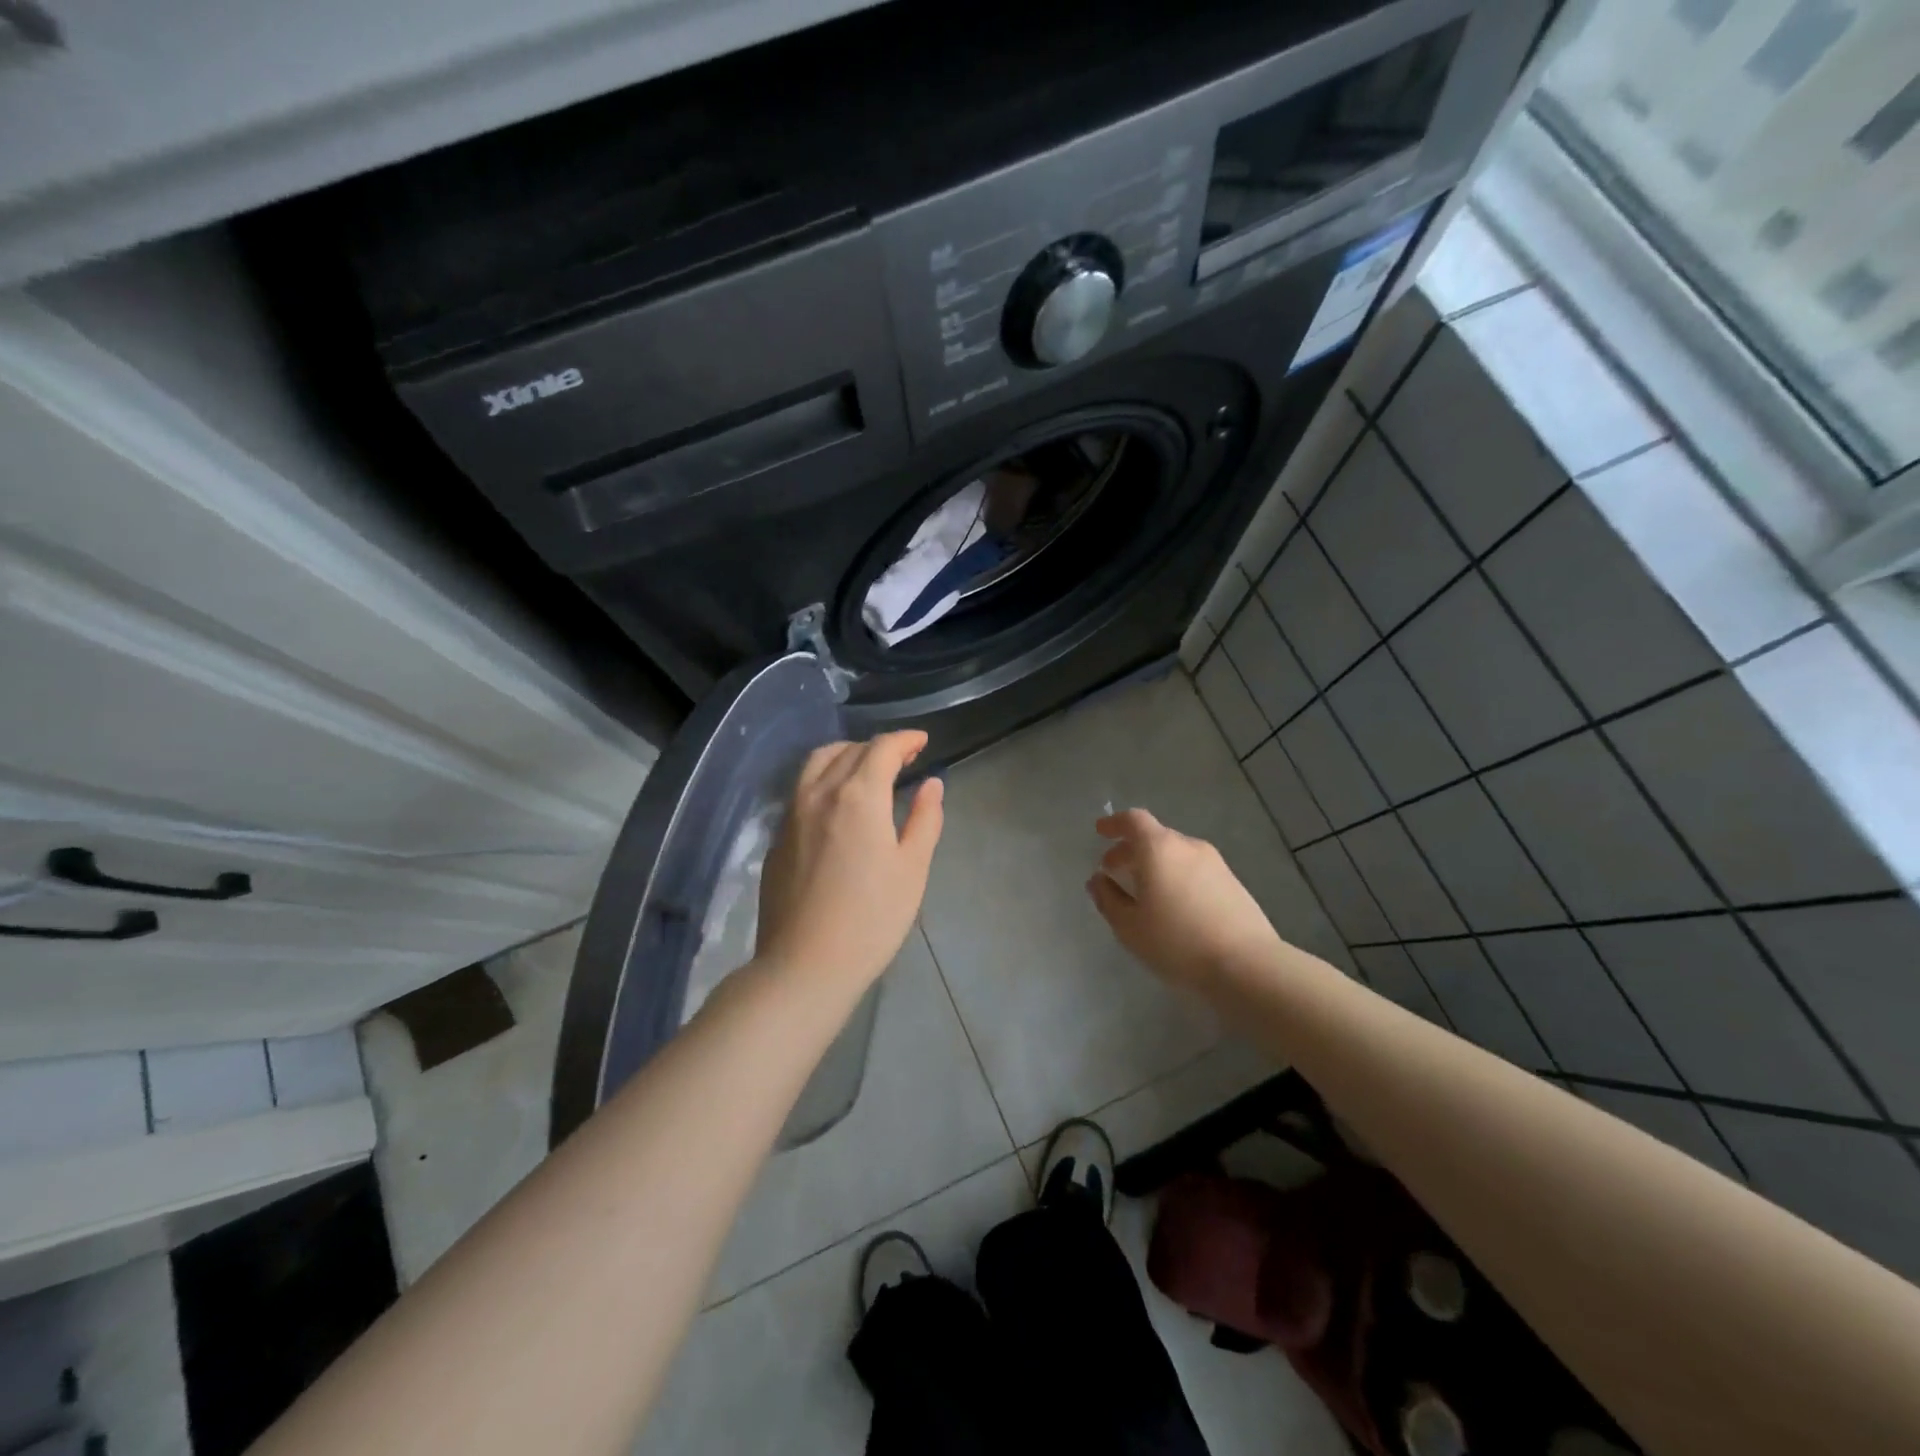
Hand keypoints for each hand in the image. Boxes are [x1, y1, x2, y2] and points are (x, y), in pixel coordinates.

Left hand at [756, 731, 944, 994]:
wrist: (805, 964)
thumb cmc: (872, 918)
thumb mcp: (912, 869)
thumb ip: (924, 819)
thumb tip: (931, 784)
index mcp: (858, 795)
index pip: (882, 749)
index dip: (905, 740)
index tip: (922, 742)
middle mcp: (819, 793)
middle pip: (848, 751)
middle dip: (878, 747)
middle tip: (903, 759)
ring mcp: (791, 814)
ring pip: (817, 764)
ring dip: (846, 755)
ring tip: (866, 770)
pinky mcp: (777, 838)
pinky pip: (801, 789)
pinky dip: (824, 779)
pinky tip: (837, 804)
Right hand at [1086, 808, 1282, 992]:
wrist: (1247, 966)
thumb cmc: (1177, 943)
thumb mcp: (1129, 926)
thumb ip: (1108, 899)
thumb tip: (1098, 880)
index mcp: (1159, 848)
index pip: (1133, 820)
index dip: (1114, 824)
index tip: (1101, 832)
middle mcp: (1188, 847)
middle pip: (1155, 837)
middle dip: (1131, 850)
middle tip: (1114, 870)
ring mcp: (1215, 864)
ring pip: (1176, 855)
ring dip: (1155, 865)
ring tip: (1143, 892)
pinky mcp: (1233, 884)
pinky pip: (1194, 870)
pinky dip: (1176, 877)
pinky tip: (1173, 907)